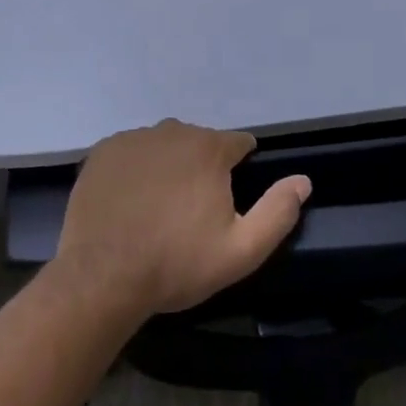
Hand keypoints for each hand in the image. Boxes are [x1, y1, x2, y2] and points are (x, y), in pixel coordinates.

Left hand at [56, 120, 311, 316]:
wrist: (102, 275)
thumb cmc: (177, 263)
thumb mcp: (241, 250)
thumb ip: (278, 212)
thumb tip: (303, 180)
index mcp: (209, 148)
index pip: (238, 144)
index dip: (239, 169)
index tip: (229, 199)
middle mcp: (172, 131)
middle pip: (199, 143)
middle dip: (202, 168)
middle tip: (192, 212)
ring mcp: (133, 138)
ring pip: (163, 146)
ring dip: (168, 167)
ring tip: (158, 209)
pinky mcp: (103, 151)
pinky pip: (131, 153)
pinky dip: (135, 170)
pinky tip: (129, 202)